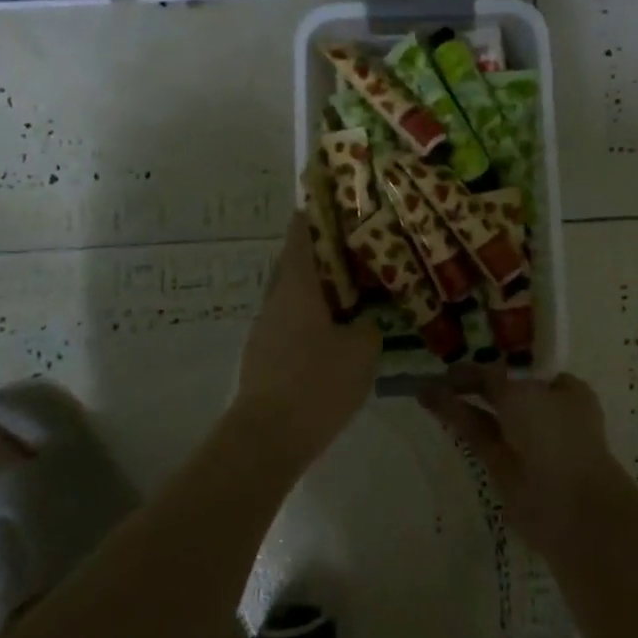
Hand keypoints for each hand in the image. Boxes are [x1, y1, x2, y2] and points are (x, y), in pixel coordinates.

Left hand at [231, 213, 380, 464]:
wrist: (267, 438)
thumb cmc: (317, 384)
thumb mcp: (362, 351)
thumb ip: (371, 324)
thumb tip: (370, 316)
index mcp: (298, 284)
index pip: (303, 231)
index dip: (320, 210)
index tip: (342, 199)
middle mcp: (277, 296)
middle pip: (299, 257)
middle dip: (328, 247)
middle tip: (364, 243)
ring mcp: (267, 324)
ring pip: (297, 289)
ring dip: (323, 281)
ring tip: (359, 283)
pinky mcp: (266, 350)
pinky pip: (294, 316)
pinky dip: (316, 310)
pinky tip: (341, 326)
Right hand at [419, 364, 633, 558]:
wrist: (568, 504)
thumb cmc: (554, 435)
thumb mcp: (521, 393)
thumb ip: (491, 378)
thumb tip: (468, 371)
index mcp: (563, 389)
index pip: (526, 367)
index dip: (497, 359)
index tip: (468, 351)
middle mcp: (545, 412)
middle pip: (504, 390)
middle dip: (474, 380)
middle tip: (441, 370)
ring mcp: (524, 441)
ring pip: (487, 413)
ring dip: (459, 398)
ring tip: (426, 385)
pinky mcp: (502, 465)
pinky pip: (477, 434)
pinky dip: (456, 417)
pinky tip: (431, 401)